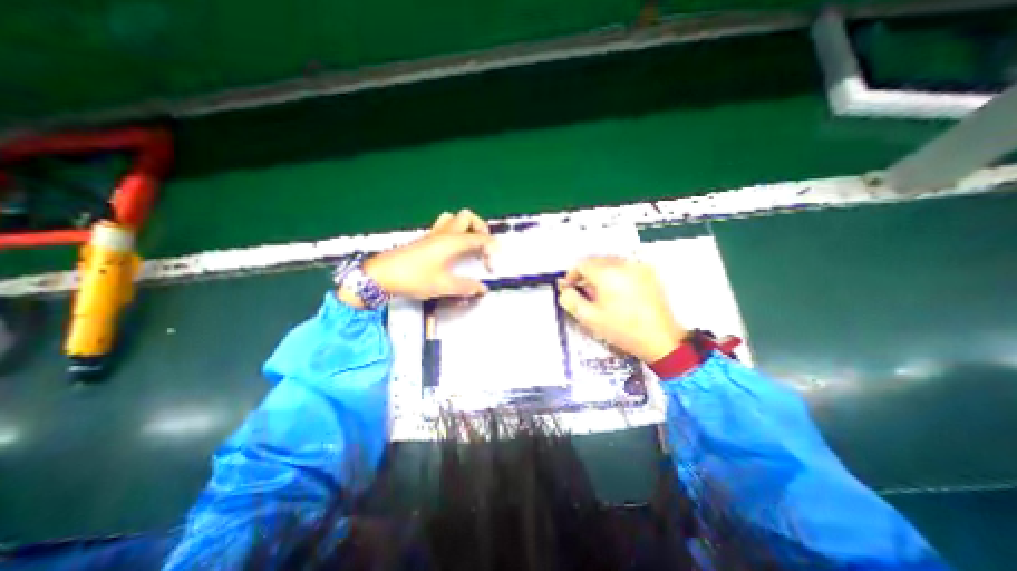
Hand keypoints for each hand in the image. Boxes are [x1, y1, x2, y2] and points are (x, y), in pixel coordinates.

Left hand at [341, 210, 495, 306]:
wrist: (382, 275)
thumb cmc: (414, 278)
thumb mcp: (443, 285)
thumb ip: (466, 287)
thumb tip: (482, 289)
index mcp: (452, 242)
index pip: (480, 238)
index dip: (491, 249)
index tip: (491, 267)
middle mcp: (445, 233)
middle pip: (468, 217)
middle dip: (481, 228)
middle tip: (483, 247)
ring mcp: (433, 234)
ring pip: (454, 218)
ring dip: (466, 227)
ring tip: (470, 244)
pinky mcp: (425, 239)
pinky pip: (444, 226)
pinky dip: (455, 232)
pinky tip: (453, 250)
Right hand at [556, 257, 690, 361]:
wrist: (660, 339)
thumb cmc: (622, 329)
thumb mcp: (589, 318)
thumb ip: (570, 300)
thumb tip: (564, 289)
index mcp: (607, 273)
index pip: (582, 264)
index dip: (572, 275)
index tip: (570, 287)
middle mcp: (623, 264)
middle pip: (596, 260)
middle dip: (586, 274)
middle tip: (584, 292)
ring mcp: (638, 267)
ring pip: (610, 262)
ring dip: (600, 273)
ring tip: (601, 294)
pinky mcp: (649, 273)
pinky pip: (625, 267)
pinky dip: (616, 274)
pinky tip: (617, 292)